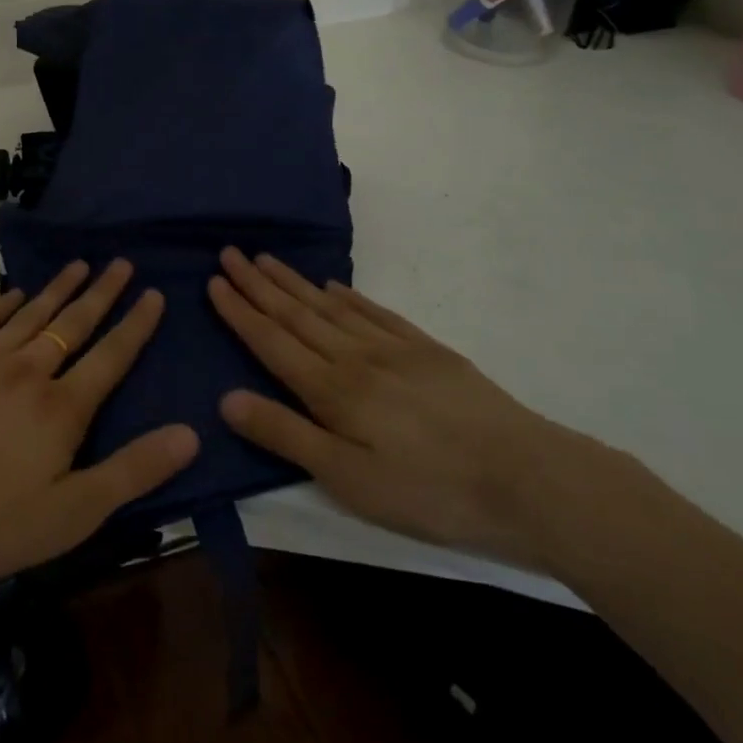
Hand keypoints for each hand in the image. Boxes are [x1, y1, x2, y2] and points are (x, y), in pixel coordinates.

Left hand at [0, 260, 198, 607]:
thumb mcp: (73, 513)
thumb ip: (133, 471)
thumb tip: (191, 433)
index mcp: (62, 407)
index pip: (111, 355)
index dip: (135, 324)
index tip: (153, 293)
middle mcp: (28, 371)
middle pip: (73, 324)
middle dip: (101, 292)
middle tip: (120, 262)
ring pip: (31, 315)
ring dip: (58, 288)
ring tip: (79, 264)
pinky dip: (2, 304)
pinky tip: (15, 293)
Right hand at [209, 248, 590, 567]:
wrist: (528, 478)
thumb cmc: (429, 490)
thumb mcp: (349, 479)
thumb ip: (286, 435)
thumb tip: (226, 399)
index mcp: (331, 389)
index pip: (271, 340)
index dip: (239, 311)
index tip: (214, 280)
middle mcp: (354, 357)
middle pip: (296, 313)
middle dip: (258, 284)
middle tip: (230, 252)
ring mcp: (393, 349)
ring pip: (330, 307)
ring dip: (294, 282)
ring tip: (267, 259)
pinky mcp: (427, 351)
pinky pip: (375, 313)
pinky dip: (348, 297)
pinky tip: (333, 287)